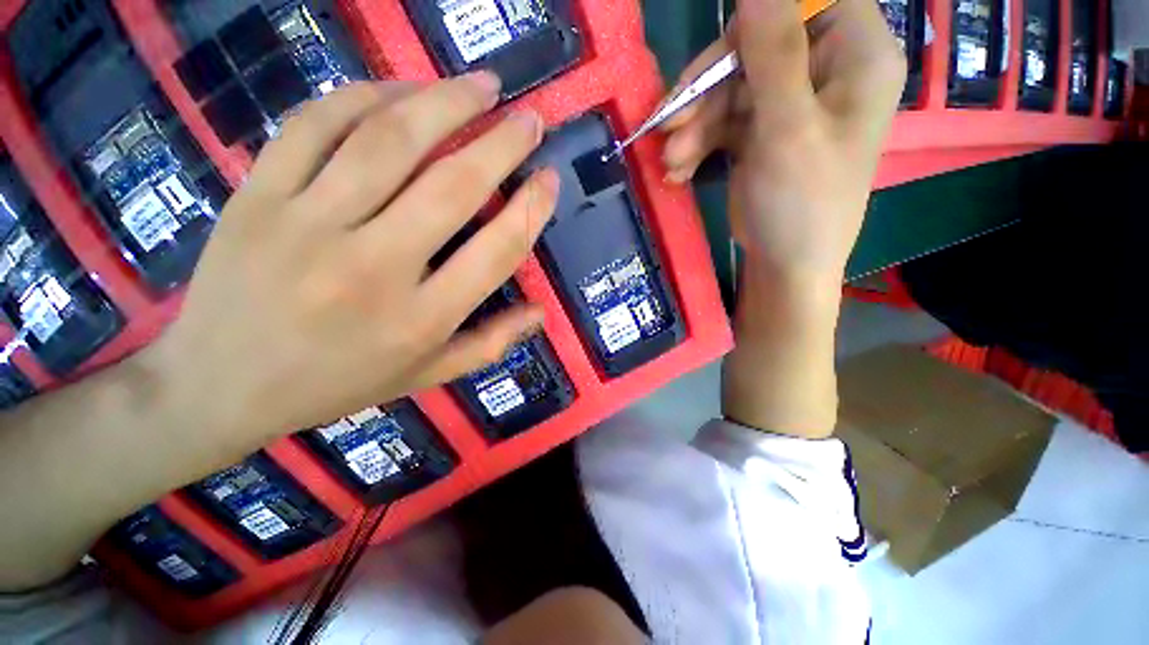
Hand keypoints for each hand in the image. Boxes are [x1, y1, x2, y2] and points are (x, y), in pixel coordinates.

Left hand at [151, 75, 557, 451]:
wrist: (219, 387)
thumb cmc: (336, 384)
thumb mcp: (427, 375)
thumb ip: (491, 343)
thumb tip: (541, 312)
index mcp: (420, 320)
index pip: (496, 251)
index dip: (532, 209)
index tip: (550, 178)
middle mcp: (373, 268)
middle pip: (452, 187)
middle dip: (502, 143)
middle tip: (529, 117)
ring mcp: (306, 225)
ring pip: (388, 141)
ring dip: (445, 102)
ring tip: (481, 85)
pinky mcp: (256, 196)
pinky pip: (316, 125)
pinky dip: (366, 95)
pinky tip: (401, 90)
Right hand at [662, 0, 904, 282]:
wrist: (785, 265)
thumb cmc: (801, 203)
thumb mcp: (788, 130)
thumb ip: (775, 54)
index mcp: (856, 56)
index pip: (810, 1)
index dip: (761, 17)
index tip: (718, 50)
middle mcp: (825, 71)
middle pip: (756, 48)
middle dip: (707, 89)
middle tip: (669, 125)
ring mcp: (789, 104)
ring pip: (731, 90)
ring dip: (694, 126)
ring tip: (672, 161)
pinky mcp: (761, 133)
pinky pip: (723, 123)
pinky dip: (697, 144)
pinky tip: (678, 171)